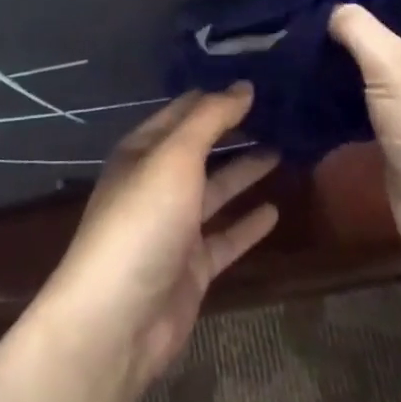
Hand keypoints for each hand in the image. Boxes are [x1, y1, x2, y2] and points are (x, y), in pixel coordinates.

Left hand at [35, 87, 279, 389]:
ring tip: (284, 151)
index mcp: (142, 151)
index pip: (184, 111)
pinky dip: (248, 224)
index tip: (256, 81)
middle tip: (279, 114)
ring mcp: (174, 227)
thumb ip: (210, 119)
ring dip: (244, 172)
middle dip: (233, 131)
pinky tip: (276, 211)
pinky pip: (226, 237)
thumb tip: (244, 85)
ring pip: (215, 190)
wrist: (117, 320)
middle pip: (200, 149)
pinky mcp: (192, 267)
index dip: (216, 96)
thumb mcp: (175, 157)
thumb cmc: (142, 221)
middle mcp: (157, 183)